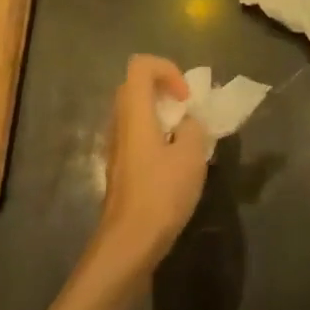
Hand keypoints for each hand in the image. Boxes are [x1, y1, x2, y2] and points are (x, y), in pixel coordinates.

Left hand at [93, 55, 209, 276]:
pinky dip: (156, 136)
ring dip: (162, 115)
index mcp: (134, 112)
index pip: (141, 66)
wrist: (129, 244)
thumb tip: (186, 124)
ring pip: (136, 112)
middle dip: (165, 90)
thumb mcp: (190, 156)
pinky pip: (137, 135)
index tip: (186, 97)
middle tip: (187, 111)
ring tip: (186, 138)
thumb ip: (192, 129)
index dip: (167, 70)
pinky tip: (175, 163)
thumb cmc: (160, 194)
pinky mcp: (120, 167)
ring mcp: (116, 146)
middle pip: (136, 86)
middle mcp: (119, 123)